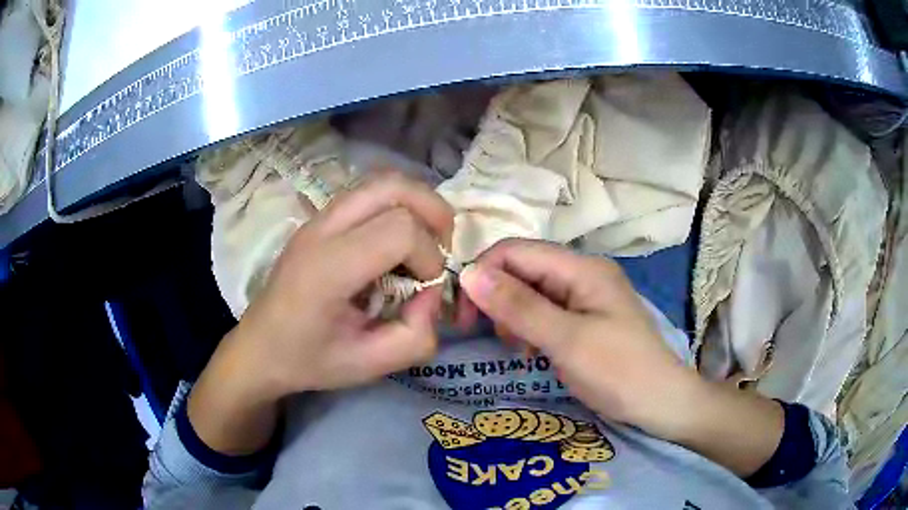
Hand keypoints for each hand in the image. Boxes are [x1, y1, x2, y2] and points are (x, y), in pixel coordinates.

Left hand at [189, 171, 453, 454]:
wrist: (260, 348)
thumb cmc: (309, 360)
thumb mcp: (369, 366)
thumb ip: (416, 337)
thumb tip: (432, 294)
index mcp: (328, 268)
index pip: (399, 230)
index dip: (429, 257)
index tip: (425, 290)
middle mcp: (321, 230)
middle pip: (393, 187)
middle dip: (432, 212)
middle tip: (442, 248)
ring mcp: (317, 219)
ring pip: (382, 181)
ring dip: (417, 204)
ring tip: (425, 240)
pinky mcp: (319, 219)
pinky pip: (369, 192)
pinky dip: (398, 206)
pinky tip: (397, 241)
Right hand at [460, 239, 782, 475]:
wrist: (662, 403)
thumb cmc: (619, 372)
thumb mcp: (567, 340)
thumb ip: (519, 306)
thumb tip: (468, 273)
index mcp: (582, 268)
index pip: (516, 251)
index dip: (483, 274)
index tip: (462, 315)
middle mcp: (582, 273)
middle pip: (522, 268)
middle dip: (495, 295)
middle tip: (481, 333)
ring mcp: (585, 296)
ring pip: (530, 290)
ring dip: (510, 312)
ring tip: (510, 345)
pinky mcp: (585, 317)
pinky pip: (544, 310)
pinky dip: (527, 325)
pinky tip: (527, 348)